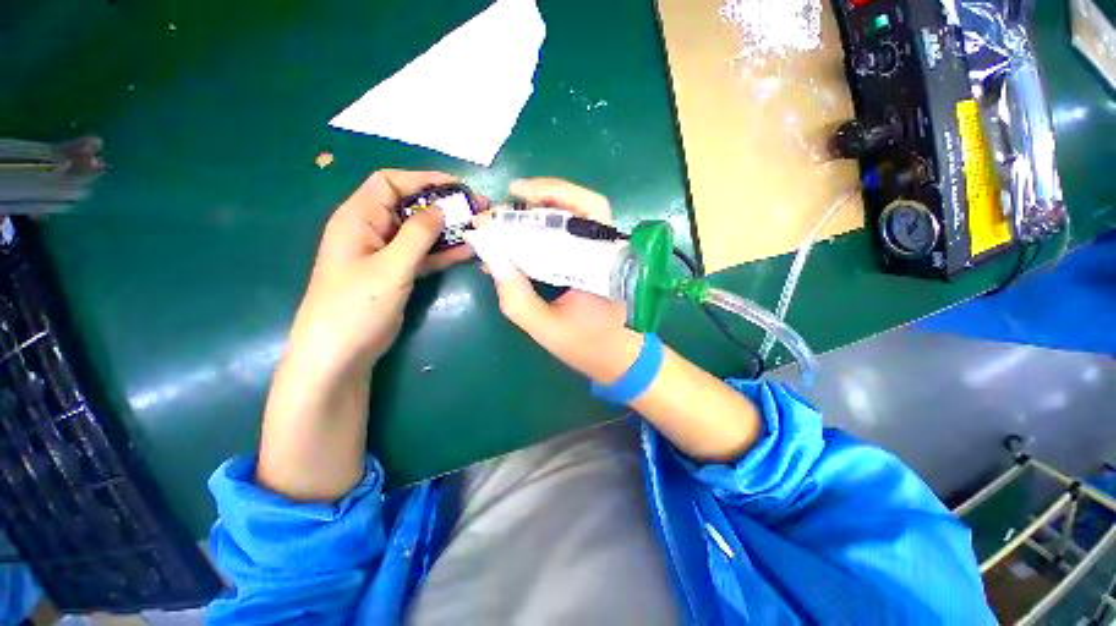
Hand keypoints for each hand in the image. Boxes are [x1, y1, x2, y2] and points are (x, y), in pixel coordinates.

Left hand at [284, 170, 474, 381]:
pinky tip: (467, 251)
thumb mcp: (391, 266)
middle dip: (443, 205)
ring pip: (420, 232)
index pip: (390, 183)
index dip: (423, 179)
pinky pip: (423, 255)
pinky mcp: (396, 273)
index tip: (457, 186)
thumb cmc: (357, 305)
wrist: (340, 353)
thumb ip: (418, 235)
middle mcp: (371, 230)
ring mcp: (385, 254)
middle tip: (477, 208)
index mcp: (359, 218)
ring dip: (448, 230)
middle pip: (410, 206)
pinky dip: (443, 252)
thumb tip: (442, 208)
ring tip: (479, 227)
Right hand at [476, 178, 643, 383]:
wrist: (618, 359)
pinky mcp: (595, 262)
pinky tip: (525, 237)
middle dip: (546, 196)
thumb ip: (516, 297)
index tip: (517, 194)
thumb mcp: (545, 328)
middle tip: (512, 200)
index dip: (552, 194)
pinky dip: (548, 231)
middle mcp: (608, 251)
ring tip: (514, 216)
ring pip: (578, 218)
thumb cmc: (587, 346)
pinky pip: (573, 237)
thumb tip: (494, 259)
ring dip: (545, 211)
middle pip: (584, 205)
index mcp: (604, 263)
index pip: (587, 210)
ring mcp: (604, 255)